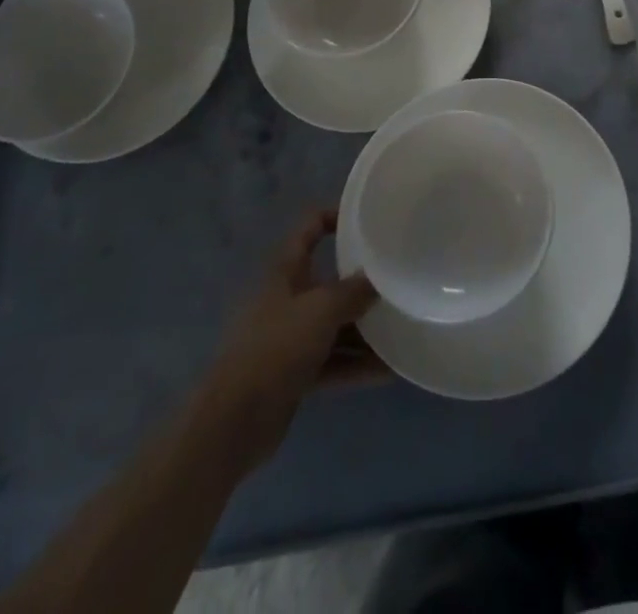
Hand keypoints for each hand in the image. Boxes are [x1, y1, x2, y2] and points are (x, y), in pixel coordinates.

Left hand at [200, 210, 380, 472]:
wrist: (234, 421)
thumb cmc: (276, 348)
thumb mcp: (320, 310)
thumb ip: (352, 292)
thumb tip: (377, 280)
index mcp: (287, 271)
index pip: (310, 227)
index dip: (335, 215)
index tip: (369, 219)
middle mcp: (289, 299)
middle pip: (330, 281)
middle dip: (362, 282)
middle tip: (398, 280)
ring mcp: (291, 338)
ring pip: (335, 325)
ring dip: (365, 330)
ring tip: (403, 328)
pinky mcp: (295, 374)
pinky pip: (334, 361)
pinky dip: (357, 365)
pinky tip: (390, 371)